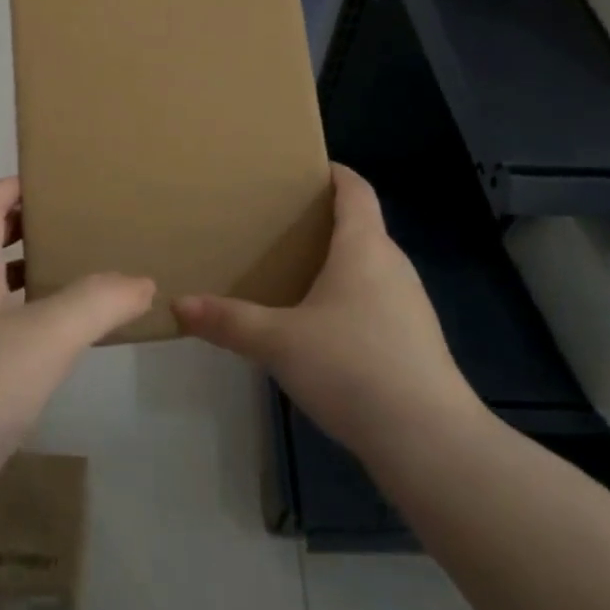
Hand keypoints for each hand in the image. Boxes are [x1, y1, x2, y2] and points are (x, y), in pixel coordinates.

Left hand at [0, 176, 154, 503]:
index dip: (20, 185)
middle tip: (79, 229)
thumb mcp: (48, 337)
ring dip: (24, 276)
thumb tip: (142, 281)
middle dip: (29, 229)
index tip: (62, 183)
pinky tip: (45, 345)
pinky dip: (15, 318)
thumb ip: (99, 301)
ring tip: (72, 280)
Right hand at [174, 164, 482, 463]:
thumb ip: (230, 322)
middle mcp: (392, 265)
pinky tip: (321, 328)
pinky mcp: (415, 341)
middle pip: (361, 226)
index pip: (355, 188)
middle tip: (277, 224)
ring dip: (336, 263)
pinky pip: (376, 301)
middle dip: (322, 220)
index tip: (302, 168)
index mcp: (365, 246)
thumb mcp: (280, 342)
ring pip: (369, 267)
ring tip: (292, 272)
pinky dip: (349, 299)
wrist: (430, 441)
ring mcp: (409, 304)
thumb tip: (179, 305)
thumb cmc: (353, 367)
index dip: (333, 172)